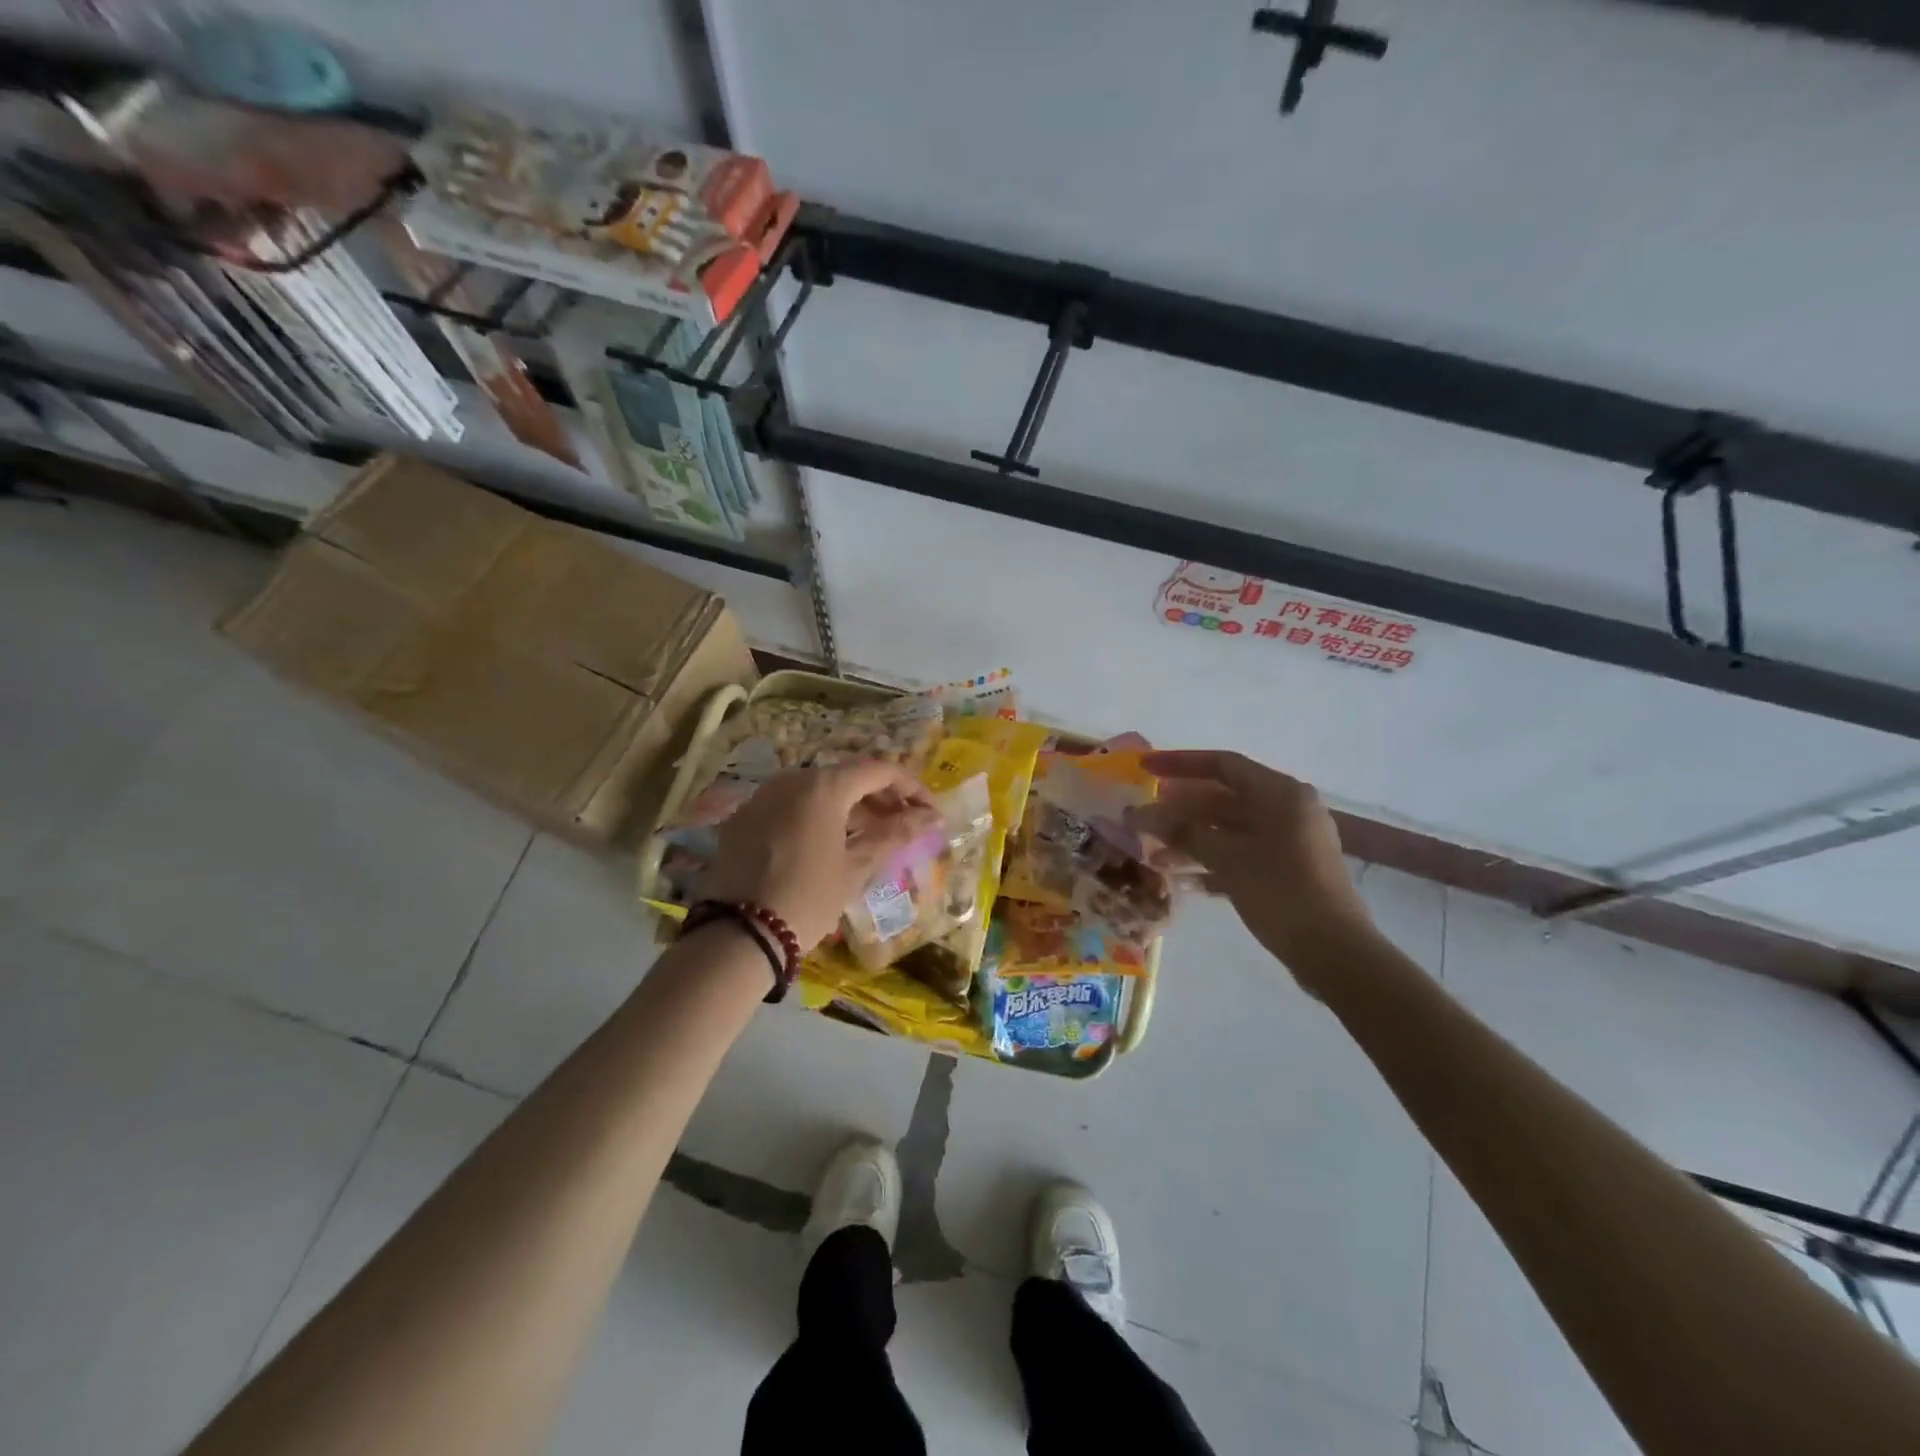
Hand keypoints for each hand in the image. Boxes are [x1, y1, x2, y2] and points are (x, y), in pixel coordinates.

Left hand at [702, 763, 940, 949]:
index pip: (879, 771)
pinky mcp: (743, 818)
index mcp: (824, 786)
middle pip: (847, 777)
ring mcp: (763, 796)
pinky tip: (829, 845)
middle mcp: (791, 779)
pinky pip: (791, 806)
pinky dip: (817, 817)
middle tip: (905, 826)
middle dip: (880, 798)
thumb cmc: (808, 898)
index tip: (930, 813)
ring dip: (849, 808)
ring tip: (871, 838)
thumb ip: (896, 833)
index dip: (911, 788)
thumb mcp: (856, 867)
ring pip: (817, 791)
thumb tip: (933, 817)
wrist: (738, 935)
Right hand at [1133, 750, 1375, 993]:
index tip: (1144, 769)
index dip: (1179, 764)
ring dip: (1192, 841)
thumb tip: (1139, 814)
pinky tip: (1183, 881)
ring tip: (1153, 857)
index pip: (1222, 765)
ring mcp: (1290, 841)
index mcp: (1280, 793)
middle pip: (1223, 798)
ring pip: (1230, 830)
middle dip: (1180, 811)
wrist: (1334, 952)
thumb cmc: (1281, 892)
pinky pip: (1242, 854)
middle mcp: (1287, 809)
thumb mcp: (1227, 858)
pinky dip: (1213, 862)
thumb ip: (1182, 832)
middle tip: (1142, 820)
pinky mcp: (1288, 870)